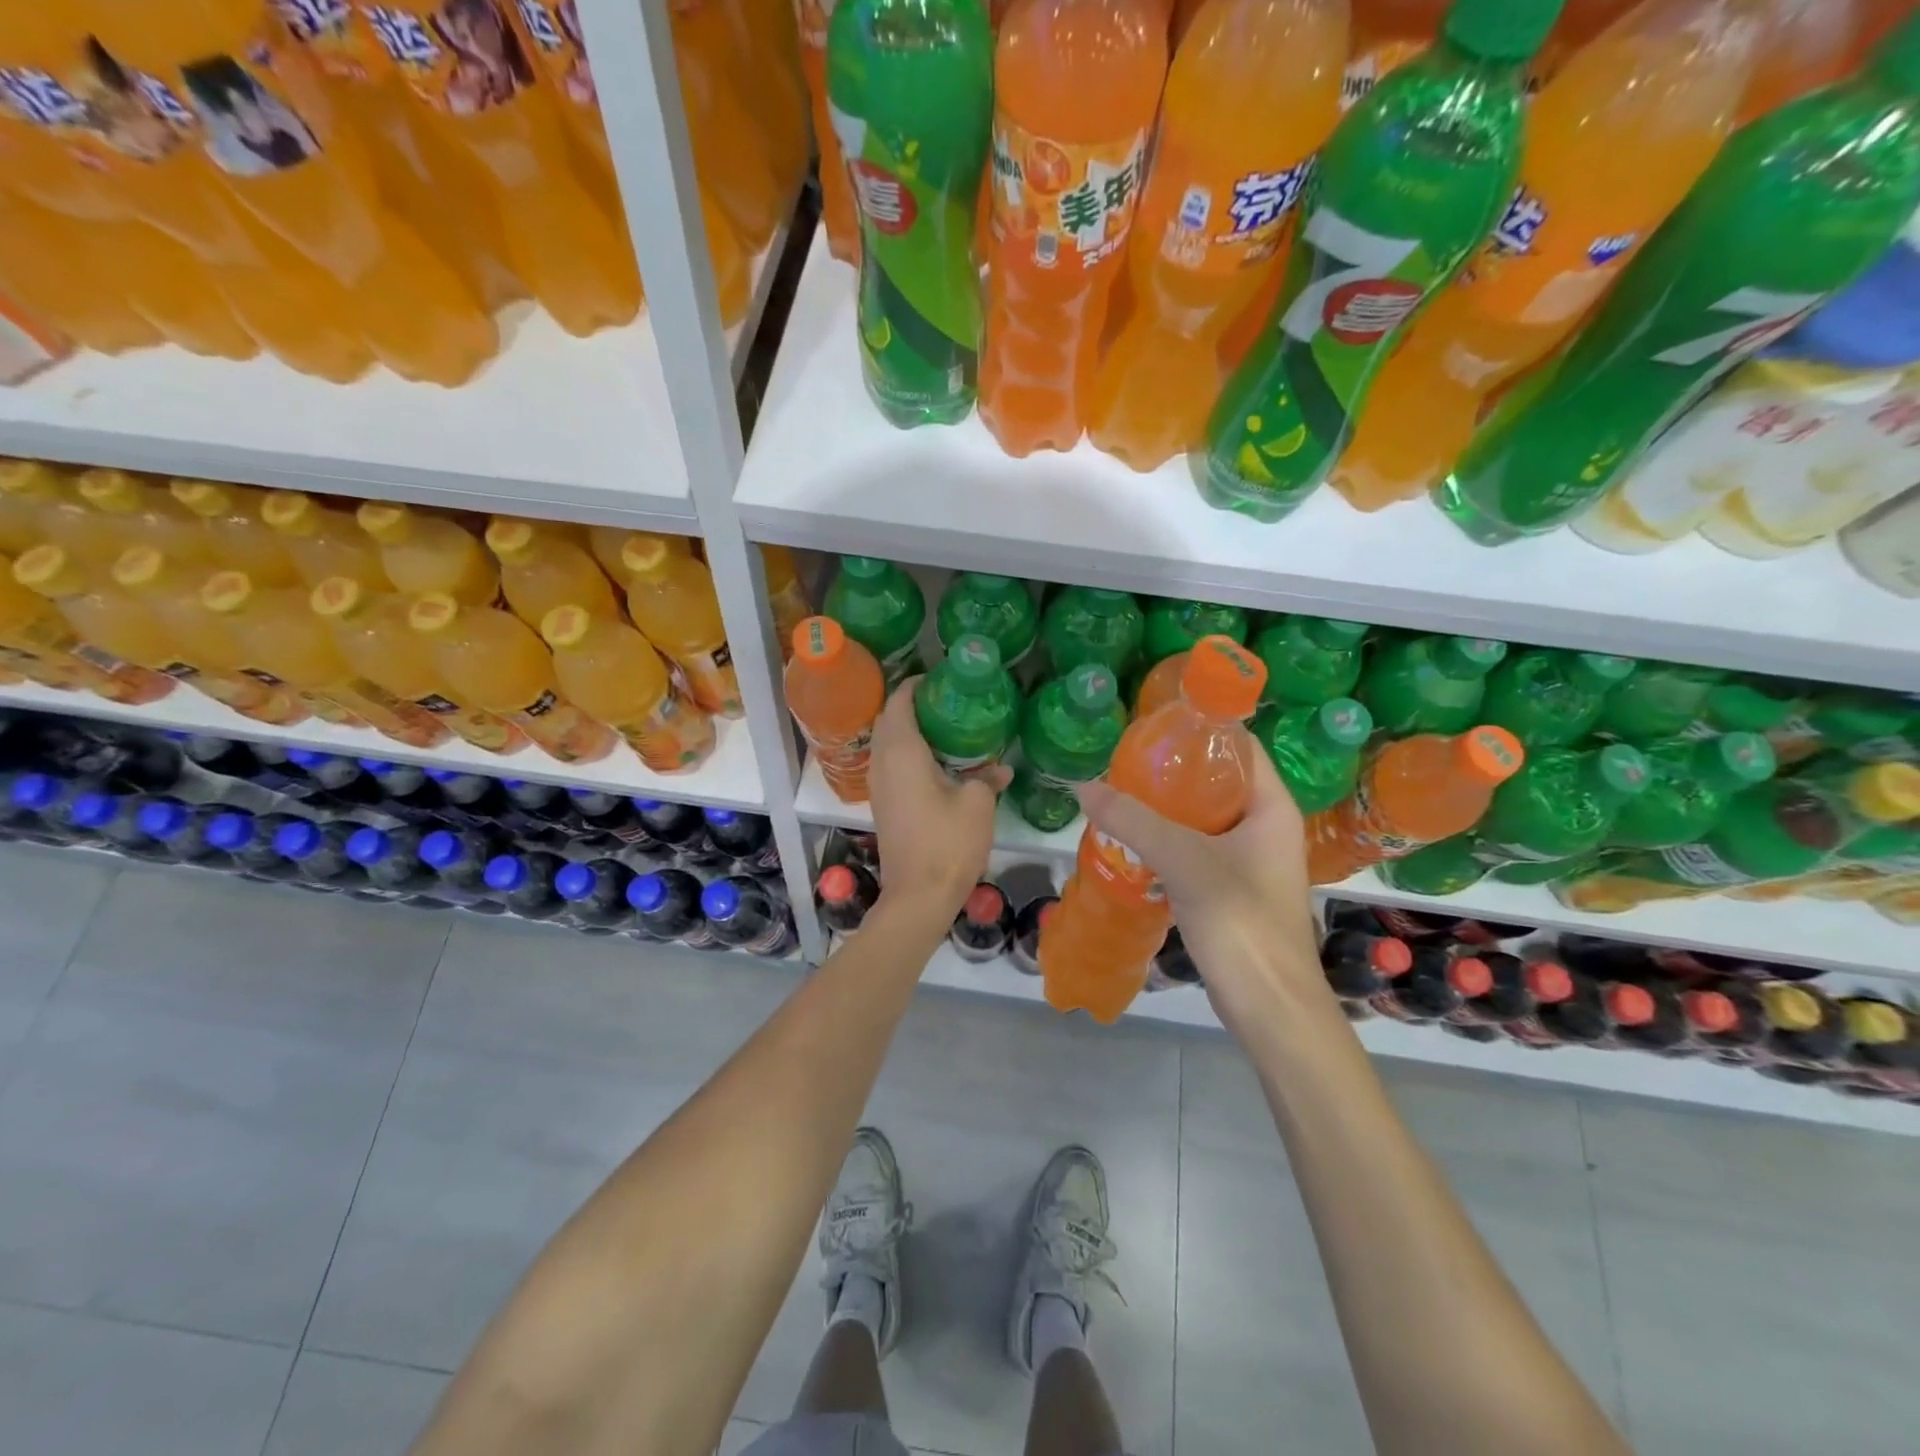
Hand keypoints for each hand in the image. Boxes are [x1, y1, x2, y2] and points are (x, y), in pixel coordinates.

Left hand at [867, 679, 1009, 922]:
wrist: (918, 896)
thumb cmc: (948, 843)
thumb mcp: (977, 805)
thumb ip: (986, 778)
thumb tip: (1000, 769)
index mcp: (902, 752)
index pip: (899, 702)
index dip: (915, 685)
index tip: (939, 678)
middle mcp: (882, 763)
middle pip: (888, 719)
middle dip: (911, 705)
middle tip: (946, 701)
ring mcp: (878, 786)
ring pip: (886, 743)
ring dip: (907, 730)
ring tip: (943, 727)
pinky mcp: (883, 805)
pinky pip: (889, 765)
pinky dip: (906, 753)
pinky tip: (936, 762)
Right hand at [1076, 750, 1324, 1041]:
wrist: (1270, 1007)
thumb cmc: (1240, 922)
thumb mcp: (1184, 861)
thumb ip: (1133, 821)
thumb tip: (1084, 786)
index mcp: (1272, 807)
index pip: (1240, 747)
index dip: (1200, 730)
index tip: (1152, 726)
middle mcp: (1265, 827)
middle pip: (1218, 781)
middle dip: (1172, 772)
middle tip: (1125, 764)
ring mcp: (1250, 861)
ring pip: (1203, 818)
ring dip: (1165, 809)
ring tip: (1120, 797)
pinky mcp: (1232, 889)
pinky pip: (1196, 850)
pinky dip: (1167, 841)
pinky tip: (1131, 842)